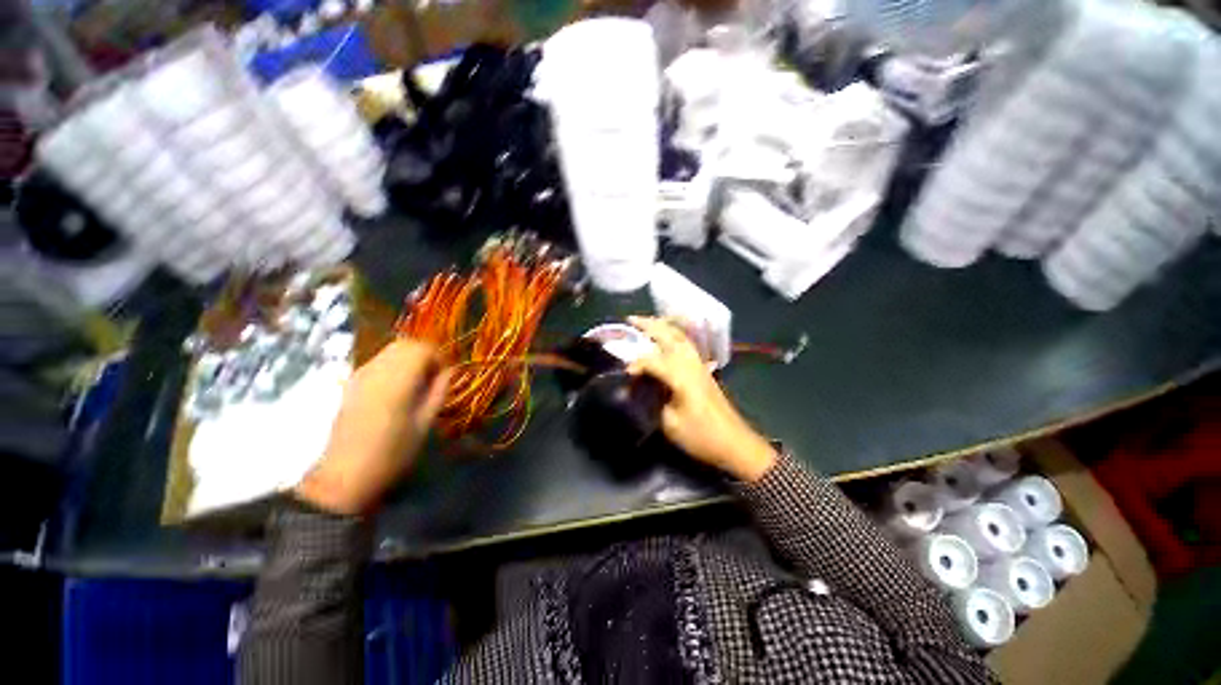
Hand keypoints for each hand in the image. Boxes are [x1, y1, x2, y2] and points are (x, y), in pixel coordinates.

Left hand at [296, 340, 449, 514]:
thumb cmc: (392, 453)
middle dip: (425, 354)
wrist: (345, 476)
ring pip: (390, 350)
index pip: (422, 349)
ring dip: (409, 358)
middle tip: (433, 376)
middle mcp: (376, 371)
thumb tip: (449, 371)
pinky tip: (398, 388)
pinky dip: (394, 365)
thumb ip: (439, 391)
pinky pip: (378, 361)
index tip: (445, 375)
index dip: (439, 357)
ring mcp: (360, 376)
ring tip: (417, 382)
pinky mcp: (351, 384)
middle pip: (405, 344)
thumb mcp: (425, 423)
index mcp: (397, 381)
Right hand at [627, 316, 776, 481]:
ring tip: (647, 322)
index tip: (624, 371)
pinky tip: (667, 337)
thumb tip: (638, 389)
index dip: (637, 363)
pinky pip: (687, 344)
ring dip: (663, 326)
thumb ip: (652, 402)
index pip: (654, 360)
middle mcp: (691, 364)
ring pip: (681, 337)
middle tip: (631, 319)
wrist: (735, 443)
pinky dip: (674, 334)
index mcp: (682, 377)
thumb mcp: (671, 424)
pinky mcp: (704, 370)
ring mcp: (700, 365)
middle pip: (670, 336)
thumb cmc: (701, 437)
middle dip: (649, 325)